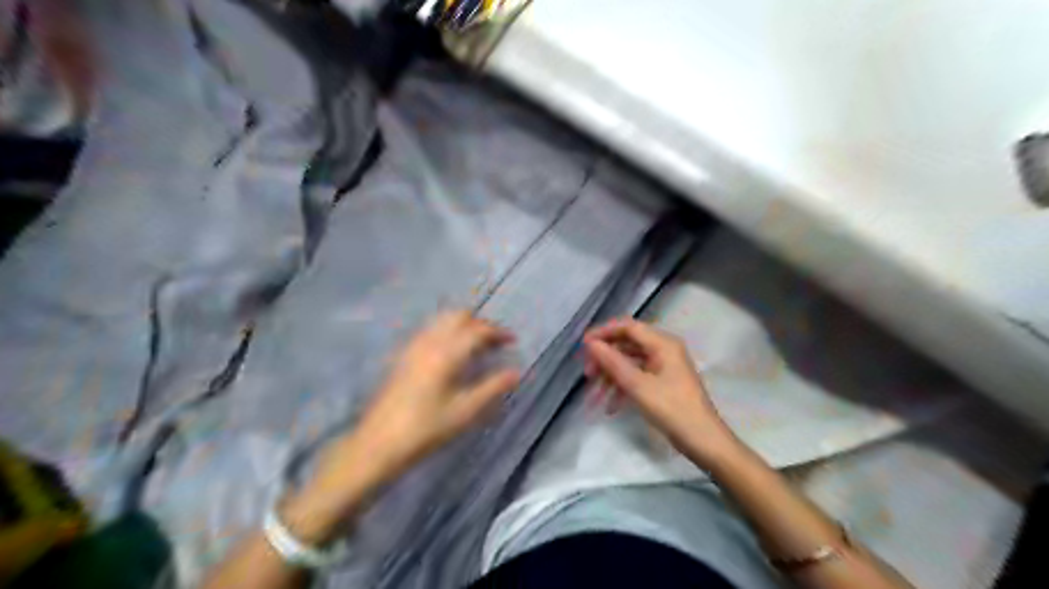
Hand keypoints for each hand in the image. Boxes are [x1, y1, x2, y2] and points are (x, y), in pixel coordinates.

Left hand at [343, 311, 516, 479]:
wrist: (378, 444)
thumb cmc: (426, 429)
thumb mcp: (465, 411)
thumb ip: (492, 388)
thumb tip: (515, 372)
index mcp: (447, 353)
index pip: (477, 330)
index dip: (498, 332)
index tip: (512, 341)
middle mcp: (429, 343)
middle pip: (458, 317)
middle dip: (479, 324)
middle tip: (493, 342)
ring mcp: (413, 348)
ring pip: (442, 321)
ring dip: (462, 326)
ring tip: (476, 347)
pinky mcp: (403, 357)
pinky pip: (430, 332)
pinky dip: (446, 333)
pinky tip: (451, 355)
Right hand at [582, 317, 734, 464]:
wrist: (703, 441)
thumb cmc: (672, 409)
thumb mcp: (638, 386)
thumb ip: (613, 362)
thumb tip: (591, 344)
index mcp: (663, 344)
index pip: (628, 327)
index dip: (604, 333)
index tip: (583, 345)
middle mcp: (664, 350)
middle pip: (627, 345)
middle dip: (605, 359)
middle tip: (587, 374)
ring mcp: (664, 367)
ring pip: (630, 364)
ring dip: (611, 378)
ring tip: (594, 396)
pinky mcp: (663, 383)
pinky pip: (637, 378)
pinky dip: (623, 389)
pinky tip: (611, 407)